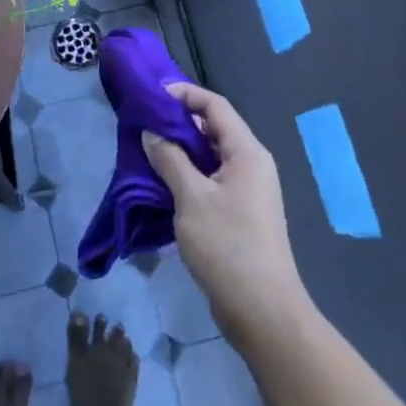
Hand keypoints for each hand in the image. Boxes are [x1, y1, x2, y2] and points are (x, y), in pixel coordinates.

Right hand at [143, 84, 306, 345]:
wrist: (262, 309)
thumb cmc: (228, 247)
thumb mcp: (192, 199)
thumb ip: (170, 160)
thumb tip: (152, 132)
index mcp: (247, 153)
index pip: (216, 107)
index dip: (185, 95)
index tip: (152, 95)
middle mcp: (251, 164)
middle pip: (213, 129)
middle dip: (178, 124)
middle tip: (143, 125)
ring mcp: (247, 190)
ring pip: (210, 157)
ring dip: (180, 152)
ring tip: (146, 152)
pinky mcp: (240, 213)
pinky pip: (211, 180)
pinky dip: (187, 175)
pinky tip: (161, 185)